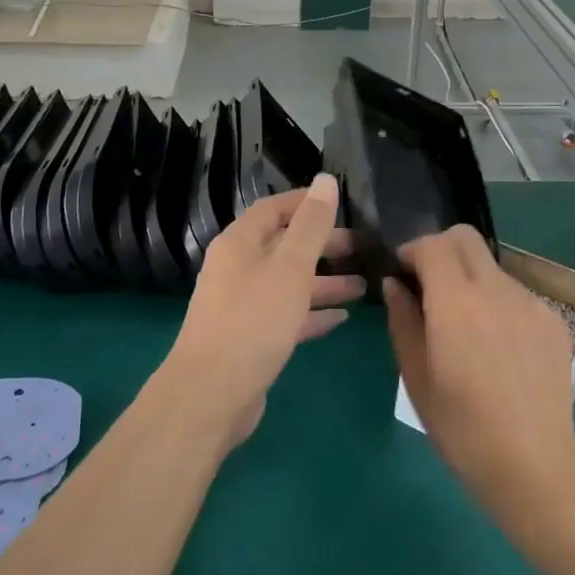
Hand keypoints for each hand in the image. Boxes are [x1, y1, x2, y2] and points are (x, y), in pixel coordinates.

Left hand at [163, 174, 364, 447]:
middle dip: (322, 244)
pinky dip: (312, 312)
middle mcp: (238, 268)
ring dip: (324, 281)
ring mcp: (242, 304)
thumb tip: (326, 180)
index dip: (306, 202)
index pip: (275, 208)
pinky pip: (287, 315)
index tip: (341, 202)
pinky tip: (342, 317)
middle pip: (284, 245)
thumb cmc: (253, 320)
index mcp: (240, 242)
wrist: (210, 395)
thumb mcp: (290, 267)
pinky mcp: (250, 338)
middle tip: (362, 247)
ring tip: (363, 285)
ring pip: (289, 282)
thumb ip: (311, 225)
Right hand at [384, 226, 574, 528]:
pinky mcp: (552, 320)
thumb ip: (403, 321)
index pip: (432, 244)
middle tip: (430, 285)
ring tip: (468, 328)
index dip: (412, 251)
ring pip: (490, 266)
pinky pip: (515, 294)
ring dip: (471, 280)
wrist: (536, 467)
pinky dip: (498, 304)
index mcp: (456, 303)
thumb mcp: (416, 378)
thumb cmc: (463, 429)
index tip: (403, 275)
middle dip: (441, 249)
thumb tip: (395, 285)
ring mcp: (529, 302)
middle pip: (465, 237)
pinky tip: (498, 347)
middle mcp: (495, 290)